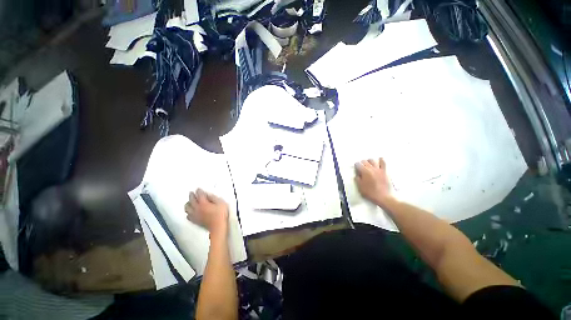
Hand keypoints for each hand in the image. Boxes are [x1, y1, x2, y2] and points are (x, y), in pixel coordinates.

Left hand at [185, 188, 228, 235]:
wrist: (218, 227)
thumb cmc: (221, 214)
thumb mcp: (221, 202)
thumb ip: (214, 197)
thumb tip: (208, 194)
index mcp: (203, 203)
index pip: (199, 195)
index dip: (199, 191)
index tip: (198, 189)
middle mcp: (197, 208)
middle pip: (191, 200)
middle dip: (191, 195)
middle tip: (191, 193)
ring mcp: (195, 215)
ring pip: (187, 208)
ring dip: (188, 204)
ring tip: (189, 202)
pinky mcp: (195, 221)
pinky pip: (188, 216)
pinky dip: (188, 212)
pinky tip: (190, 212)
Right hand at [355, 158, 392, 205]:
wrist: (382, 197)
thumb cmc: (369, 192)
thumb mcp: (359, 186)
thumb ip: (357, 178)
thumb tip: (357, 174)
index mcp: (364, 172)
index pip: (358, 164)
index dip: (356, 166)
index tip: (356, 169)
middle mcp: (370, 168)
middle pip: (364, 161)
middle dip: (361, 163)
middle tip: (360, 167)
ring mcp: (378, 169)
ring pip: (372, 160)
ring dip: (369, 161)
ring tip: (368, 164)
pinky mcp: (384, 171)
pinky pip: (383, 163)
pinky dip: (381, 160)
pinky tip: (379, 159)